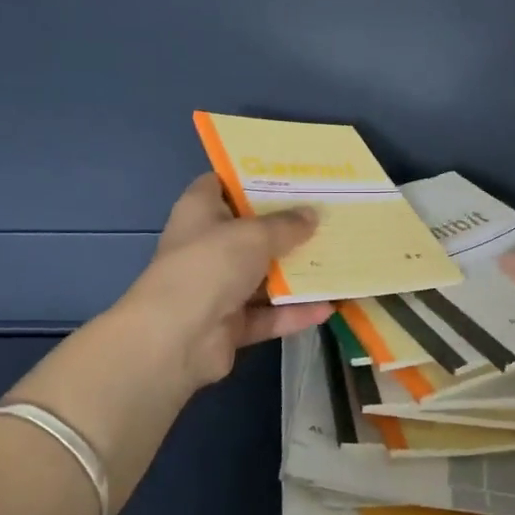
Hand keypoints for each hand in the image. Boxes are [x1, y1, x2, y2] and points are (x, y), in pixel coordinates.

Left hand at [114, 174, 332, 390]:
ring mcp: (218, 287)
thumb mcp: (253, 235)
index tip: (291, 175)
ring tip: (338, 259)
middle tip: (328, 214)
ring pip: (263, 276)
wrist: (176, 339)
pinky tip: (330, 307)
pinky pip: (268, 314)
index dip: (252, 177)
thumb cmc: (210, 266)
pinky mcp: (230, 324)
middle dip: (288, 226)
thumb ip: (286, 225)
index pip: (221, 184)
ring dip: (296, 273)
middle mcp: (207, 246)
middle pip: (251, 231)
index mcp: (200, 212)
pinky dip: (294, 312)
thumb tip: (312, 215)